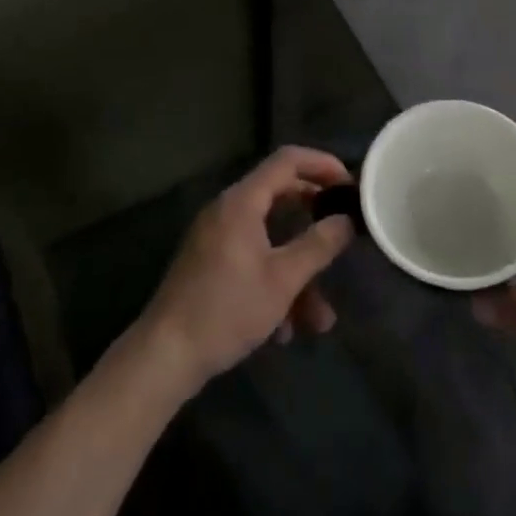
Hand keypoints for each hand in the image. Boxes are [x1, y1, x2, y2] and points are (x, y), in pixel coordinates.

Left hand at [141, 146, 355, 396]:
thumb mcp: (282, 280)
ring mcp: (217, 238)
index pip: (287, 160)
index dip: (322, 164)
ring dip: (298, 274)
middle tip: (344, 233)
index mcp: (242, 201)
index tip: (350, 185)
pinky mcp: (211, 264)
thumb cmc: (227, 309)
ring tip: (319, 319)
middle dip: (315, 224)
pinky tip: (284, 329)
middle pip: (281, 198)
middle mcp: (228, 211)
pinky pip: (253, 260)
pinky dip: (274, 285)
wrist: (165, 355)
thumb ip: (318, 245)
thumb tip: (346, 220)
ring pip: (270, 241)